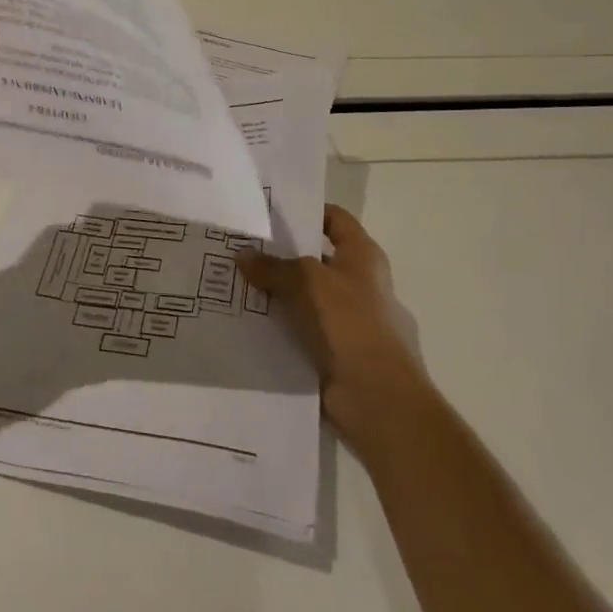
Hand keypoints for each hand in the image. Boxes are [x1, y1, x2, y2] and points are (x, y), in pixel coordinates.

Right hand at [237, 205, 423, 432]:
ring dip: (276, 294)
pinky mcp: (336, 353)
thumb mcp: (306, 282)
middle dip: (281, 255)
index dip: (307, 212)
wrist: (378, 399)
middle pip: (316, 259)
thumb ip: (272, 266)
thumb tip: (242, 255)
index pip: (335, 220)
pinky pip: (301, 331)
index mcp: (364, 258)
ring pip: (305, 298)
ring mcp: (349, 322)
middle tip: (240, 248)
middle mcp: (360, 285)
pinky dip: (278, 327)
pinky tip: (246, 322)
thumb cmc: (351, 324)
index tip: (269, 212)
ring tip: (234, 284)